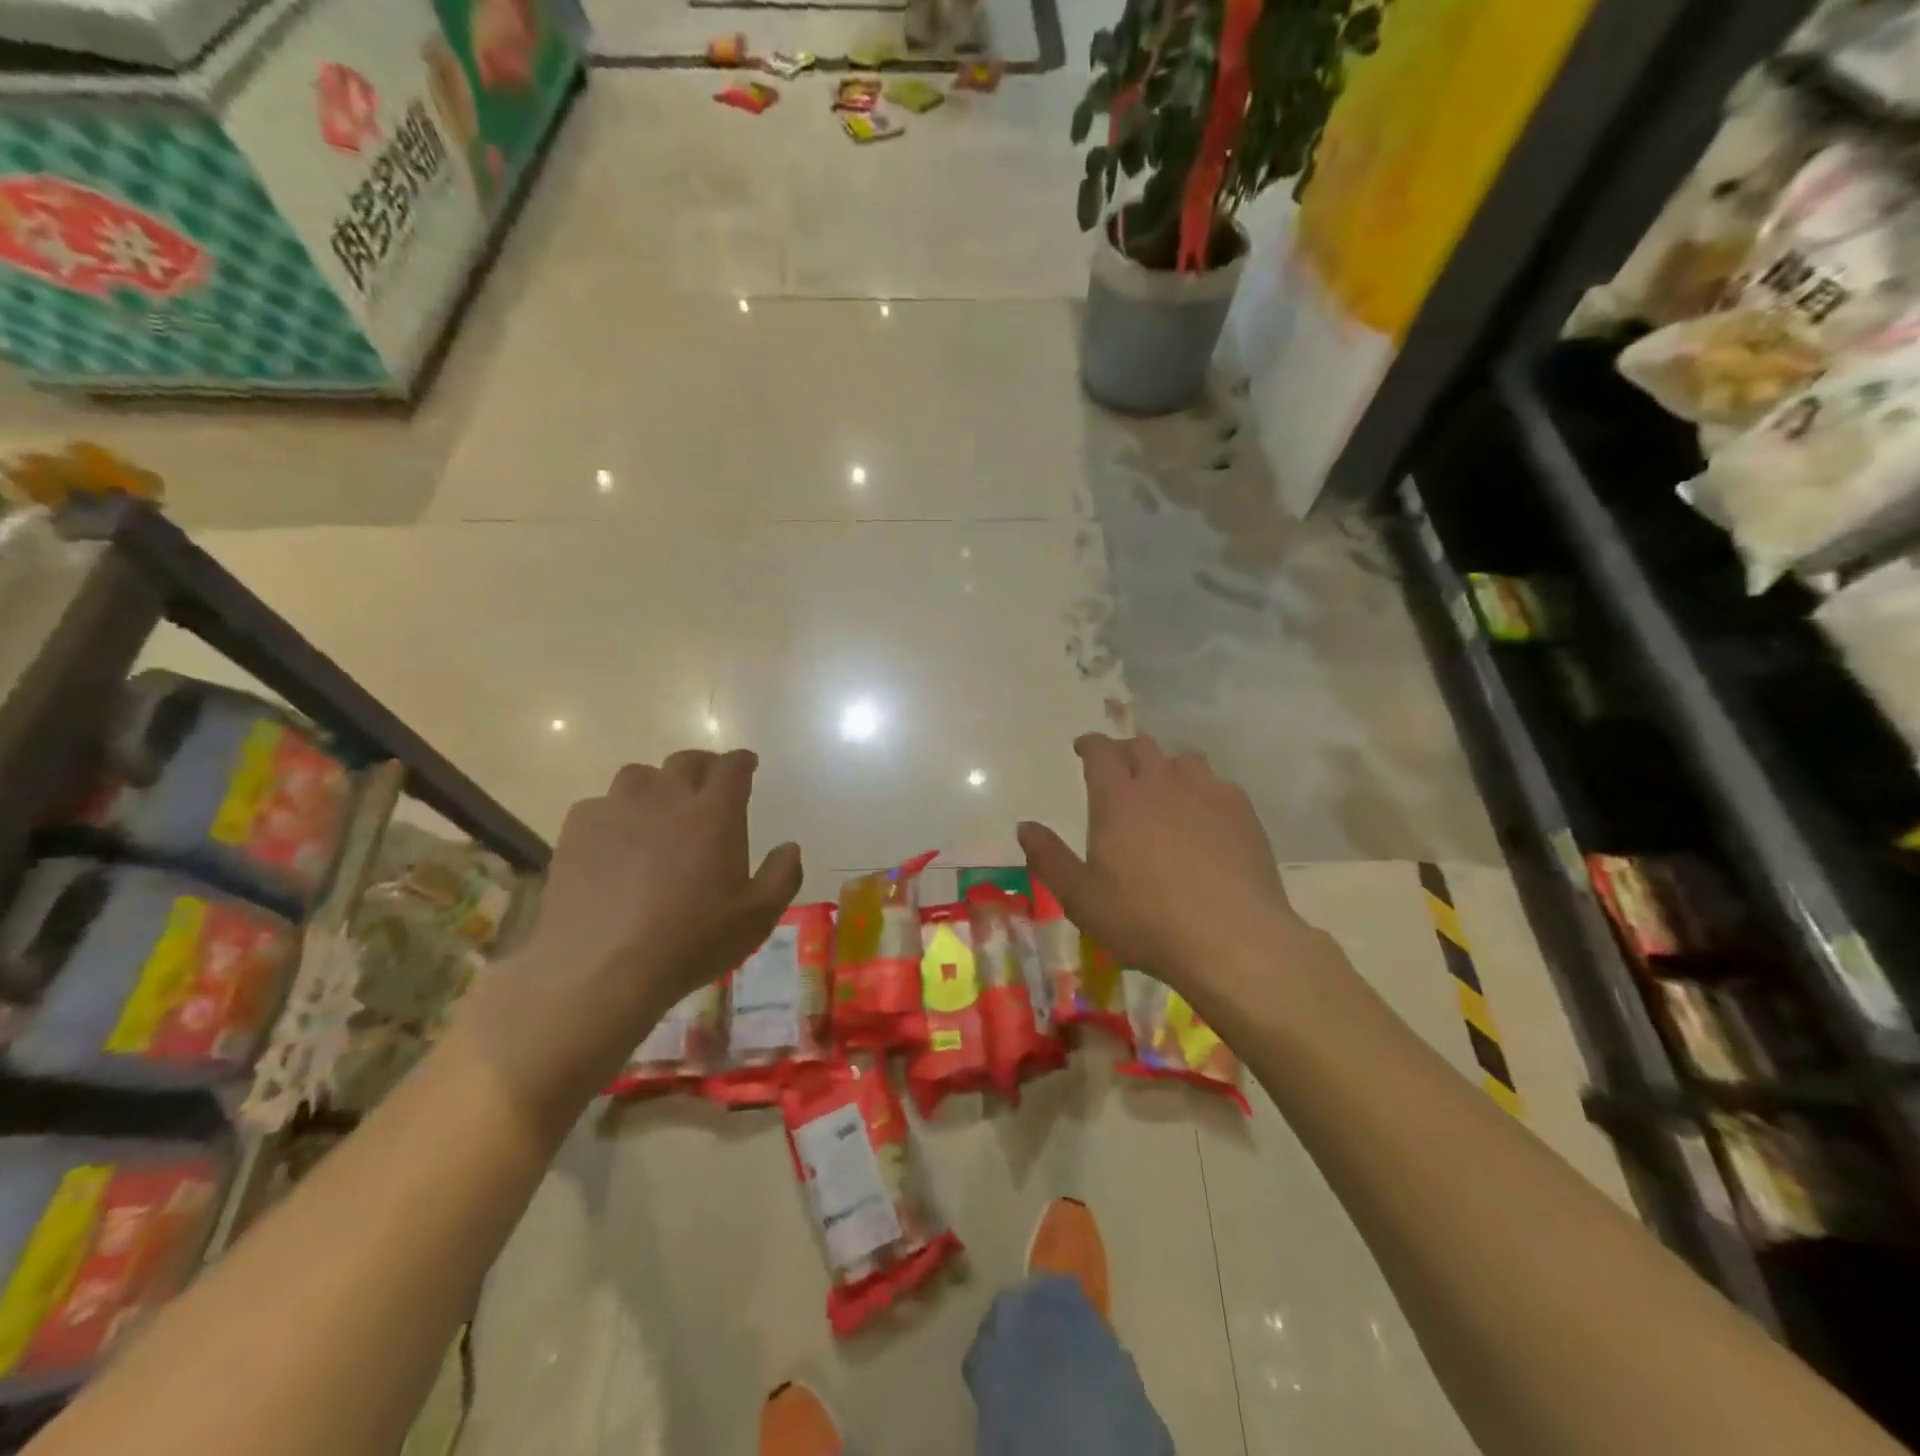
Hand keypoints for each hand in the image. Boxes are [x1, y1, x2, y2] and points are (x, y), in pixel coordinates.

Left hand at [463, 750, 801, 1131]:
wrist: (601, 970)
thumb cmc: (690, 942)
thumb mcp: (757, 918)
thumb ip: (782, 876)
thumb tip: (790, 848)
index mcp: (714, 814)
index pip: (732, 767)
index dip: (742, 762)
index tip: (747, 766)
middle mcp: (666, 799)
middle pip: (686, 762)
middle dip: (703, 766)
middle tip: (708, 784)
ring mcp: (617, 810)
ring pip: (639, 776)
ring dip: (656, 785)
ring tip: (658, 809)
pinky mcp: (577, 831)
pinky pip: (600, 805)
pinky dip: (614, 814)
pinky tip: (615, 841)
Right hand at [1018, 735, 1305, 999]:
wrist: (1230, 940)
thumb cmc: (1145, 920)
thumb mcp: (1081, 898)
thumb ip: (1049, 858)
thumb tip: (1025, 827)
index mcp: (1118, 799)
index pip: (1101, 752)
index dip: (1090, 744)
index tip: (1083, 748)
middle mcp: (1162, 783)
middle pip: (1143, 746)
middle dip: (1125, 751)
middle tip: (1119, 770)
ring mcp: (1207, 794)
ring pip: (1184, 759)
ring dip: (1167, 766)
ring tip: (1164, 788)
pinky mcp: (1243, 814)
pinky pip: (1219, 785)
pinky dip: (1203, 790)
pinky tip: (1204, 815)